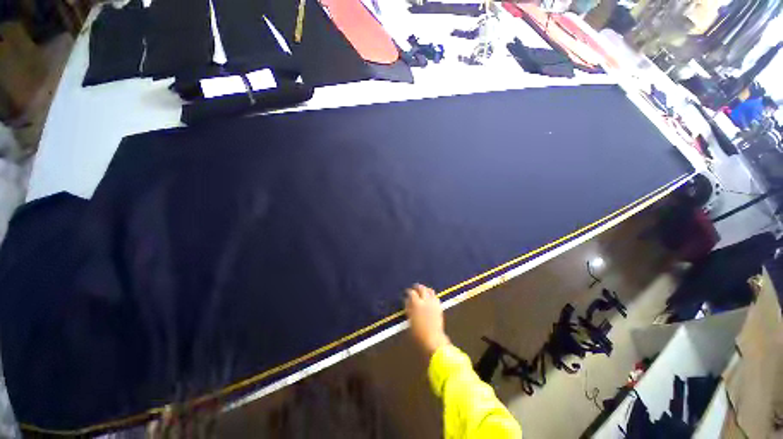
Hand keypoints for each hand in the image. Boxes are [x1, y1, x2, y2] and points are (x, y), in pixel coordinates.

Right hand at [405, 284, 450, 354]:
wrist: (432, 337)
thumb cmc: (417, 332)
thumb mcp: (410, 319)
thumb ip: (408, 308)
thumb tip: (407, 300)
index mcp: (417, 304)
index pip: (412, 293)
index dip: (409, 291)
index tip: (407, 292)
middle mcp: (426, 301)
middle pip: (422, 289)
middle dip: (418, 287)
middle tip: (415, 287)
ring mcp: (434, 303)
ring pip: (431, 291)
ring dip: (426, 289)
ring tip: (423, 290)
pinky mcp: (439, 307)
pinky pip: (436, 297)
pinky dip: (432, 295)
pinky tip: (430, 297)